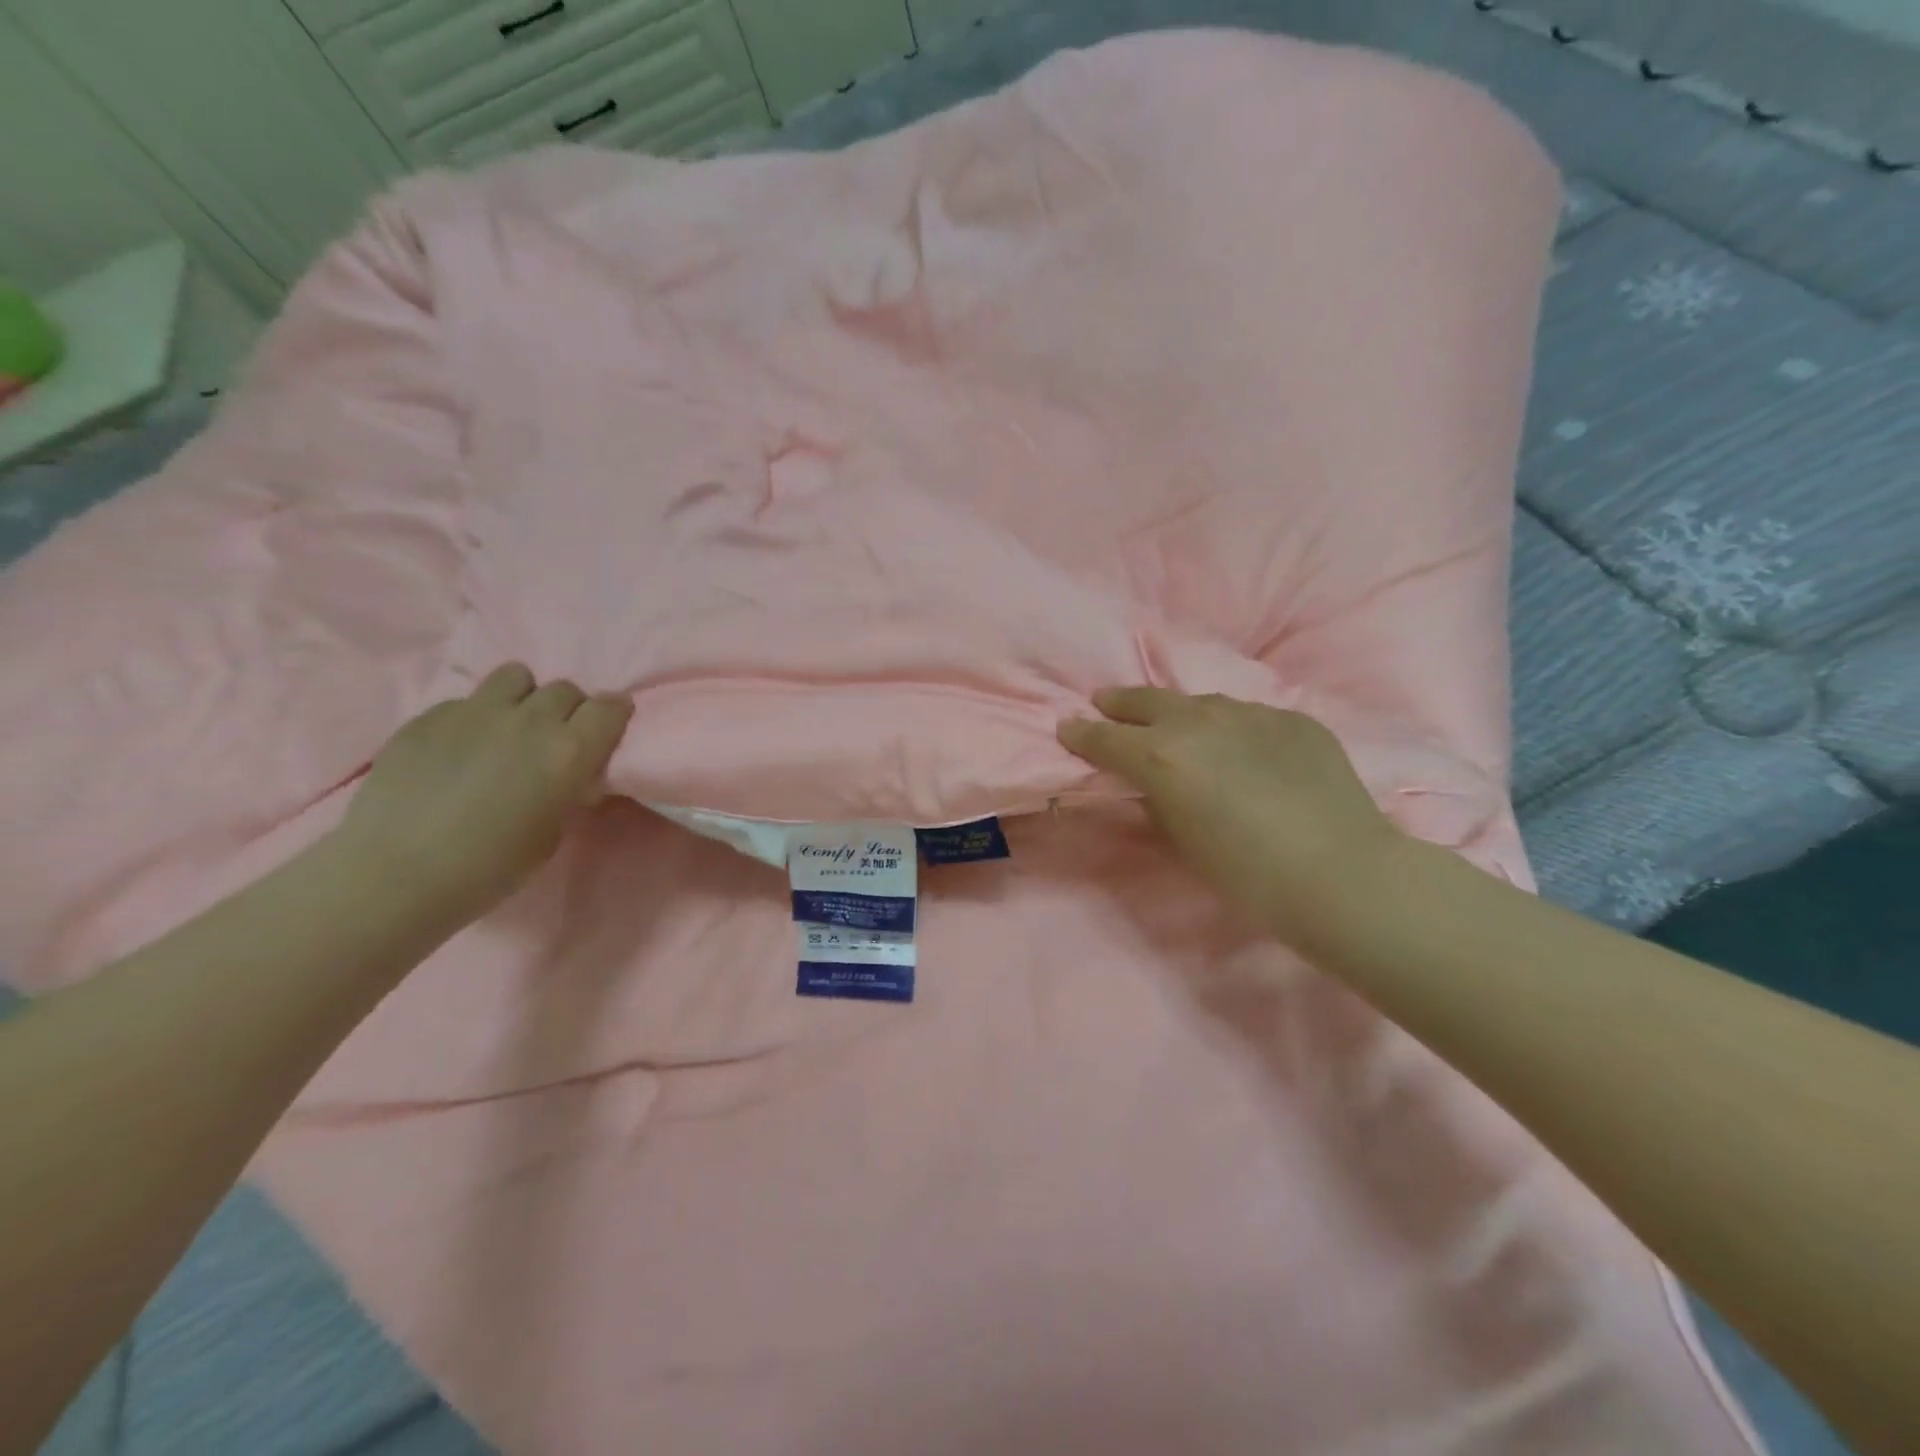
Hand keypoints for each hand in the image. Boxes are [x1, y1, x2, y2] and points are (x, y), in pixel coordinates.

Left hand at [334, 663, 633, 922]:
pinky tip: (459, 750)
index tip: (609, 728)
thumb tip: (572, 774)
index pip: (609, 707)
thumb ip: (568, 789)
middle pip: (565, 689)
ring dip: (524, 697)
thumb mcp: (552, 832)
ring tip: (510, 726)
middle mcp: (529, 720)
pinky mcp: (429, 716)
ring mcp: (475, 712)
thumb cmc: (490, 867)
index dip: (613, 714)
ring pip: (516, 676)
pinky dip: (475, 718)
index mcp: (568, 751)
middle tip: (556, 738)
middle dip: (569, 709)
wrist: (395, 875)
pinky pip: (467, 700)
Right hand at [1058, 688, 1404, 949]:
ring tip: (1174, 722)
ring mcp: (1251, 713)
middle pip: (1147, 700)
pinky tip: (1243, 748)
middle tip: (1104, 701)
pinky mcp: (1293, 719)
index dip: (1081, 734)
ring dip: (1179, 712)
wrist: (1340, 872)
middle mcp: (1199, 721)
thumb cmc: (1246, 872)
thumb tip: (1153, 788)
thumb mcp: (1182, 842)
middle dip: (1119, 703)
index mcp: (1161, 755)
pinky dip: (1233, 728)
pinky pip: (1250, 717)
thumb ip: (1157, 803)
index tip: (1066, 727)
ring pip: (1202, 703)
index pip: (1105, 737)